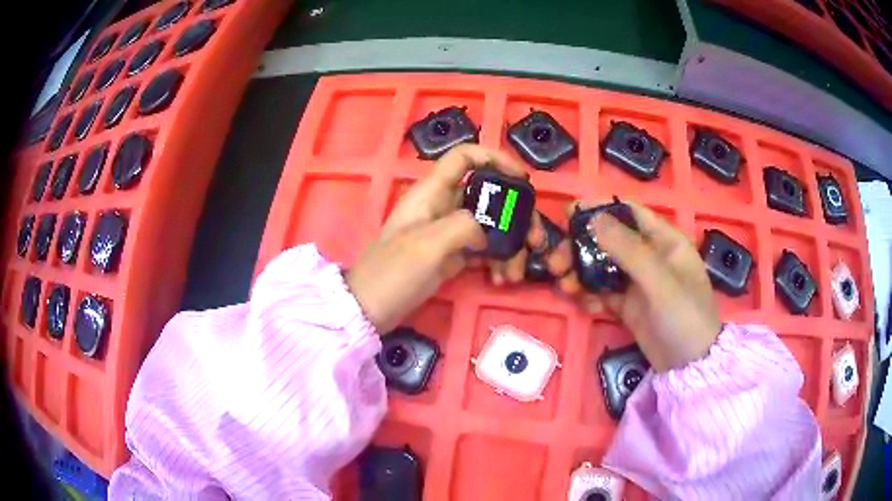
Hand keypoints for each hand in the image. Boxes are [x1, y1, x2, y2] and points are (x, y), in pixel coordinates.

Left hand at [346, 145, 543, 332]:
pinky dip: (496, 261)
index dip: (494, 158)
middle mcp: (442, 206)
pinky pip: (483, 249)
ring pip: (490, 225)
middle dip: (515, 215)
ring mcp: (447, 232)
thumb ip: (464, 226)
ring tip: (515, 273)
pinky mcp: (451, 255)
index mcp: (431, 192)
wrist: (370, 309)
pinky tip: (501, 279)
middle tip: (534, 240)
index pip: (464, 157)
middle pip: (488, 195)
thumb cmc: (392, 272)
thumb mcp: (428, 245)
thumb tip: (487, 232)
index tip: (522, 179)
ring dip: (509, 245)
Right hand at [547, 201, 721, 371]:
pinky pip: (604, 292)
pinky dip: (591, 295)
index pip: (631, 213)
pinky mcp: (629, 306)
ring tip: (564, 285)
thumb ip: (629, 250)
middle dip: (582, 247)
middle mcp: (651, 257)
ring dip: (581, 272)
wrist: (688, 368)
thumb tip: (594, 218)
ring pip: (603, 267)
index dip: (601, 209)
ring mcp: (639, 283)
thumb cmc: (685, 317)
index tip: (569, 213)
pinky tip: (585, 305)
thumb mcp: (660, 282)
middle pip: (610, 241)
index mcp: (665, 241)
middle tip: (557, 260)